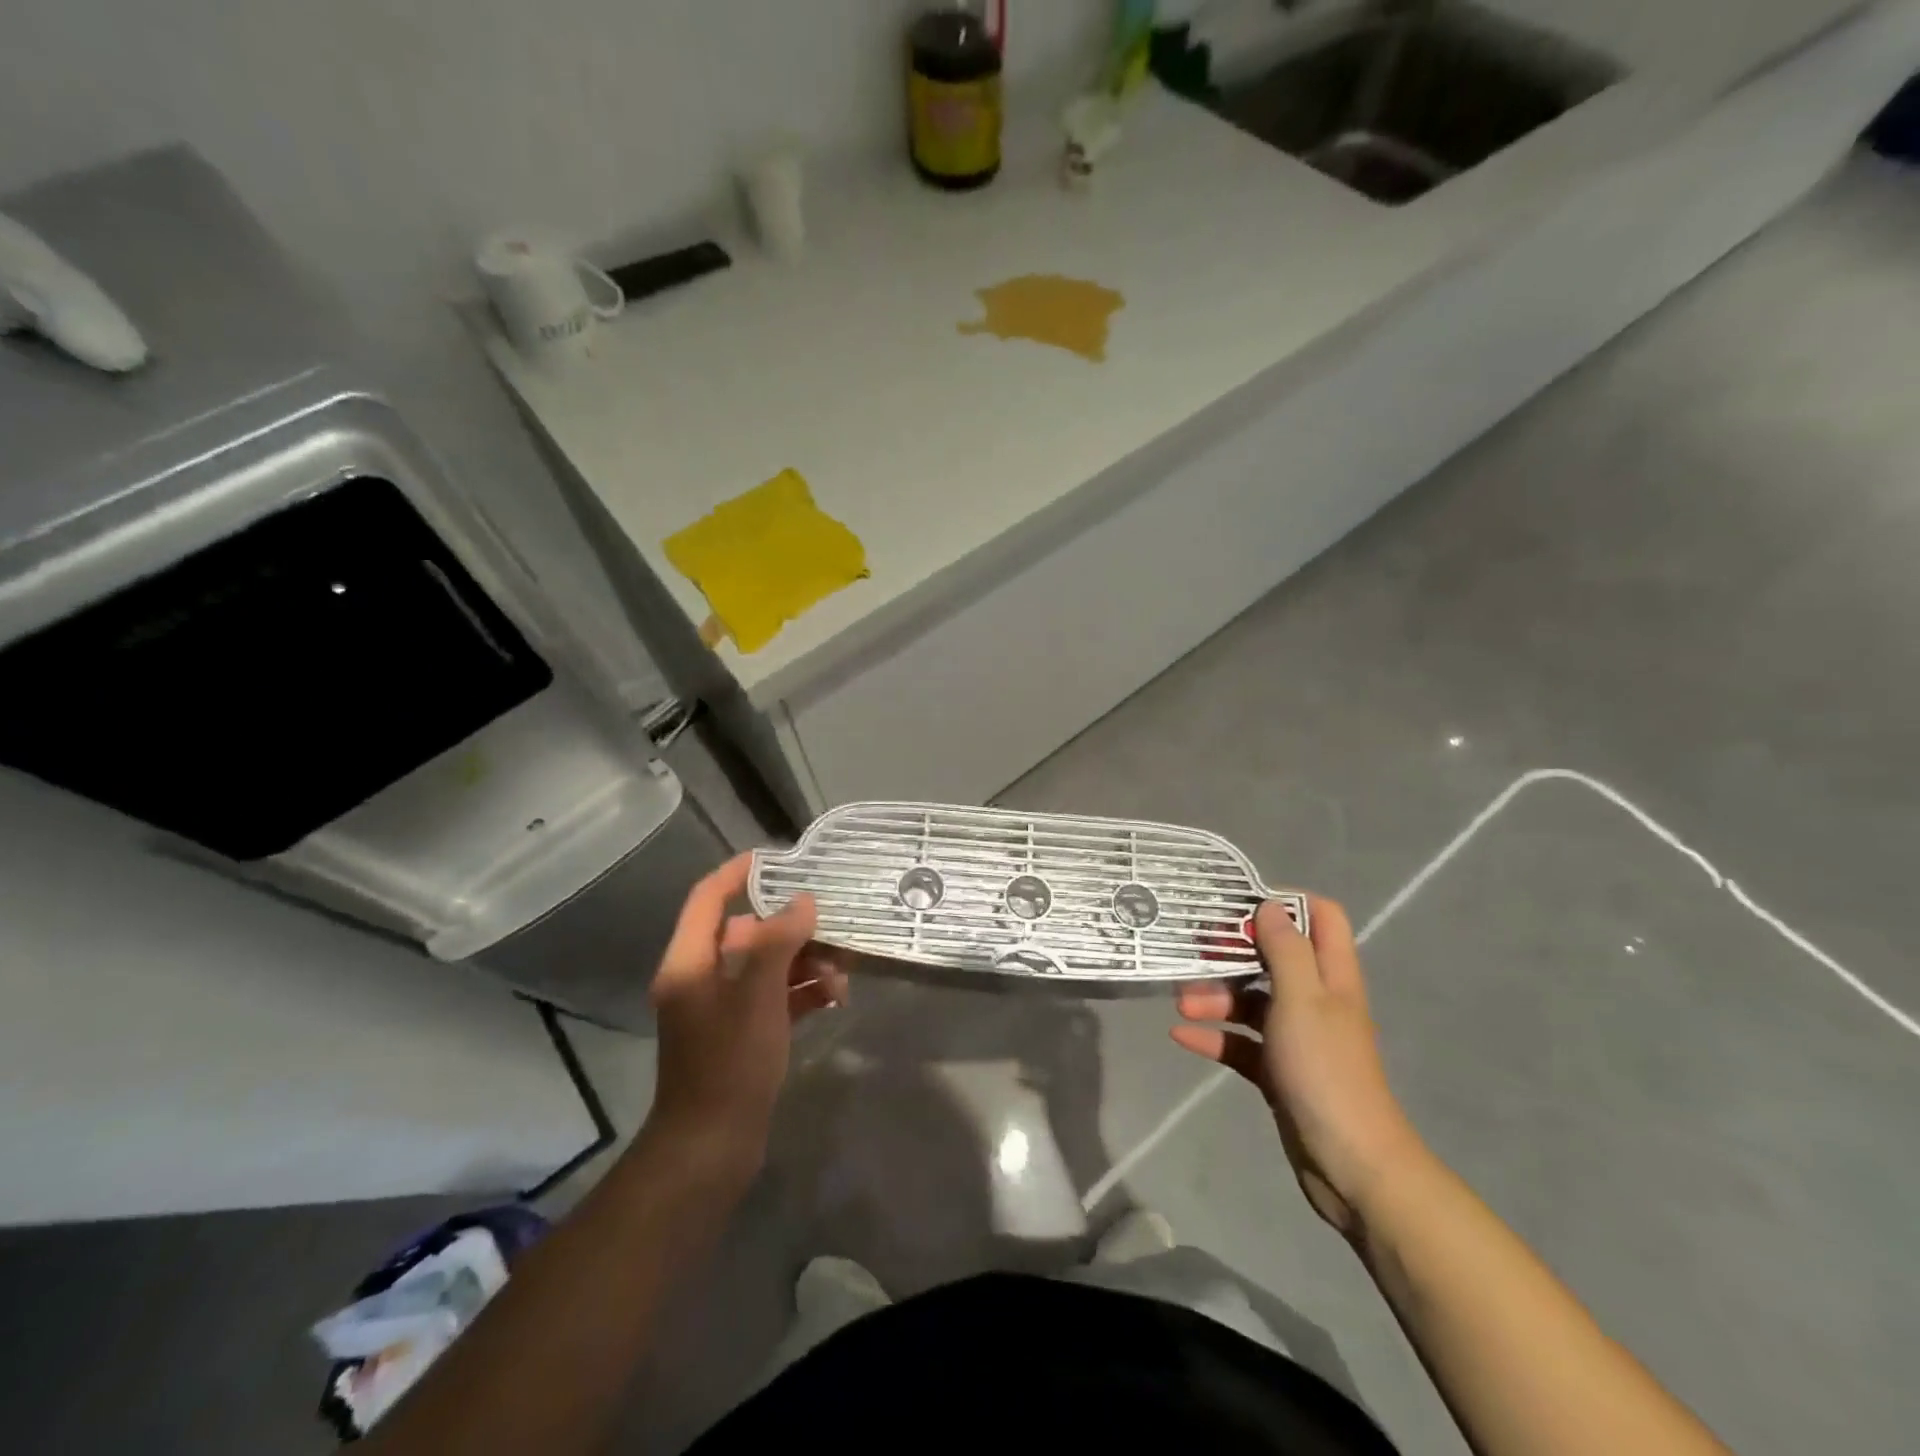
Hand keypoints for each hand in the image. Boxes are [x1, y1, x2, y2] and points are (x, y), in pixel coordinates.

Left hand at [646, 854, 848, 1169]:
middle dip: (793, 928)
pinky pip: (775, 997)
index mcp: (690, 962)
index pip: (708, 899)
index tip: (778, 857)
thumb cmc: (729, 1063)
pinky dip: (803, 992)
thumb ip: (779, 942)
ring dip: (805, 962)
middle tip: (834, 926)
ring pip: (768, 966)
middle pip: (748, 932)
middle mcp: (702, 978)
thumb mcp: (757, 996)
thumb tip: (802, 902)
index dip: (739, 872)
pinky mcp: (743, 1034)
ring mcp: (723, 1008)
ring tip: (843, 974)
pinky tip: (835, 998)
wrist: (712, 1147)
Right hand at [1172, 895, 1426, 1237]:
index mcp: (1331, 975)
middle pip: (1272, 957)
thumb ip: (1284, 948)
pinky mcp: (1278, 1070)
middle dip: (1232, 952)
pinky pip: (1240, 1042)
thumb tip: (1268, 905)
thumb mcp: (1302, 998)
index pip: (1319, 917)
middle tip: (1195, 951)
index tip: (1239, 905)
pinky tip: (1181, 1036)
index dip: (1284, 903)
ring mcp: (1296, 1036)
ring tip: (1182, 1003)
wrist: (1349, 1164)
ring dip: (1216, 997)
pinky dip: (1214, 1036)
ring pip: (1251, 1000)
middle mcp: (1315, 999)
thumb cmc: (1325, 1069)